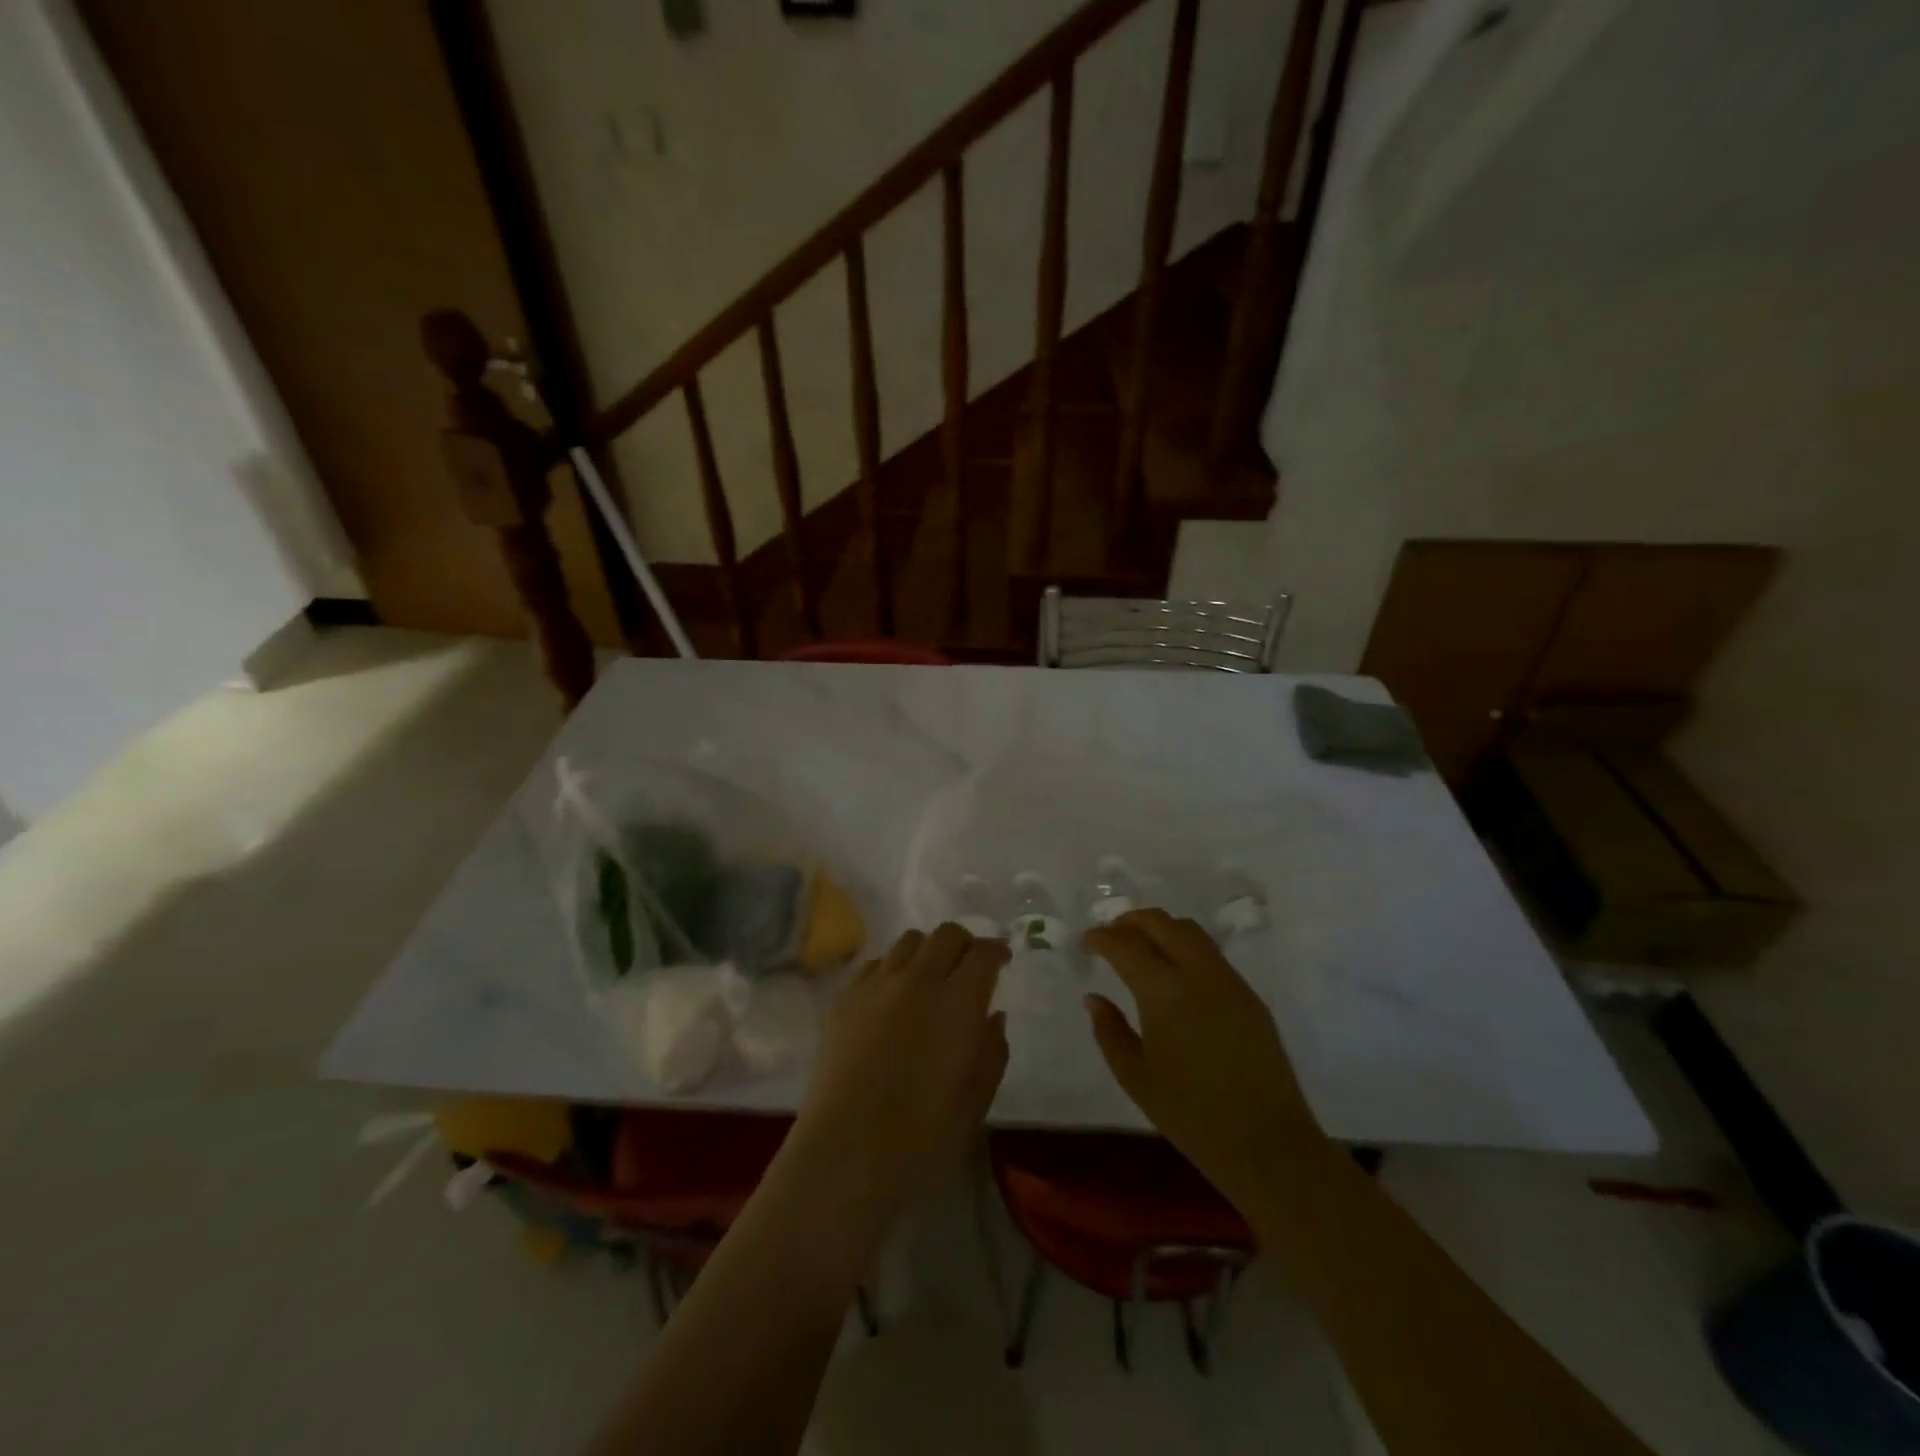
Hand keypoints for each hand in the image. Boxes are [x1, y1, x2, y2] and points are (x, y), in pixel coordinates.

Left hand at [792, 924, 1008, 1222]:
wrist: (843, 1154)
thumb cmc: (920, 1139)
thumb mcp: (974, 1104)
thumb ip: (991, 1053)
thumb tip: (993, 1015)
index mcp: (957, 1004)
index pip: (982, 954)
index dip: (997, 950)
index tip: (1003, 960)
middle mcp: (917, 981)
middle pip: (946, 934)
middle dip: (965, 943)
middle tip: (970, 967)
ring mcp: (876, 986)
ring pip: (909, 941)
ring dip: (928, 951)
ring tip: (931, 980)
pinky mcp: (845, 999)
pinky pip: (876, 963)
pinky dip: (894, 968)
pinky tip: (894, 998)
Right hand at [1083, 909, 1319, 1211]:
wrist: (1268, 1142)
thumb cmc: (1192, 1115)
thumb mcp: (1136, 1078)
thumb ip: (1109, 1032)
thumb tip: (1093, 998)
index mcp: (1164, 992)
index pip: (1125, 945)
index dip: (1101, 938)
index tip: (1086, 942)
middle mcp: (1197, 973)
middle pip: (1160, 922)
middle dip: (1129, 921)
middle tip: (1110, 936)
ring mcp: (1228, 980)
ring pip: (1190, 931)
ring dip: (1160, 928)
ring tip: (1141, 947)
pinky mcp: (1249, 994)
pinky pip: (1210, 953)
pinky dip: (1184, 946)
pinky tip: (1175, 973)